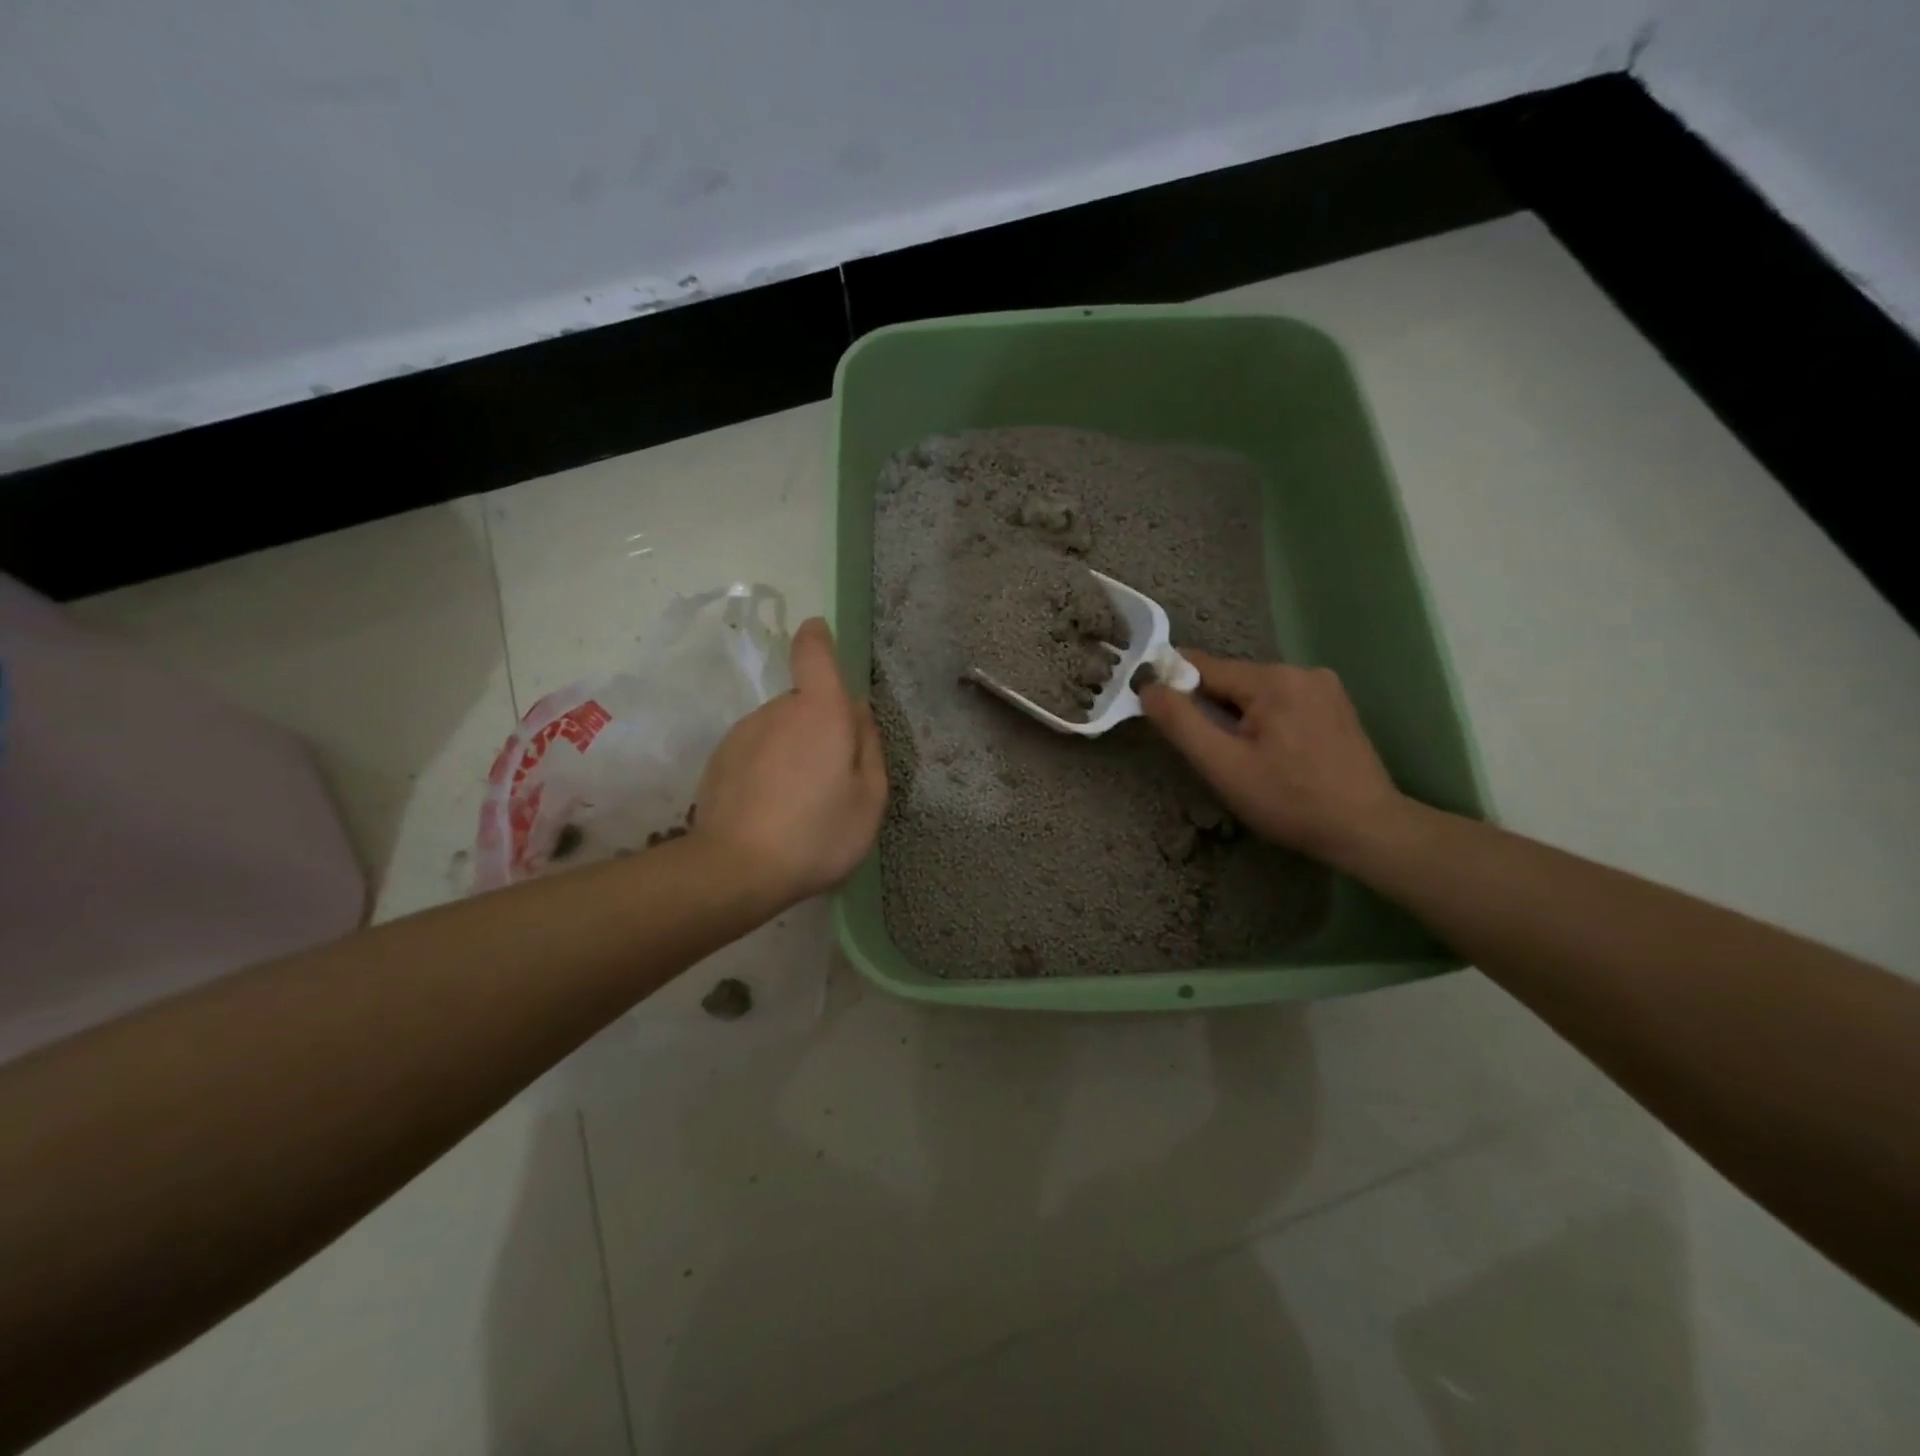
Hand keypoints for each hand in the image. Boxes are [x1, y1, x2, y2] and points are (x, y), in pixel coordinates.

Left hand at [692, 618, 888, 910]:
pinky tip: (771, 810)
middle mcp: (778, 710)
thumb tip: (857, 713)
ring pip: (779, 729)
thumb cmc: (817, 833)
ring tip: (800, 802)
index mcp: (820, 711)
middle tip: (833, 778)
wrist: (735, 869)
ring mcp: (743, 733)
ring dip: (793, 750)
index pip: (814, 652)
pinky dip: (767, 769)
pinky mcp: (719, 759)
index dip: (818, 638)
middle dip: (820, 727)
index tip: (820, 634)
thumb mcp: (870, 798)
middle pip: (804, 702)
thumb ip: (869, 747)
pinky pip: (755, 750)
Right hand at [1139, 653, 1408, 867]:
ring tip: (1242, 759)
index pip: (1203, 666)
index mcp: (1273, 679)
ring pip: (1256, 693)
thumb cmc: (1289, 801)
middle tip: (1208, 753)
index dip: (1174, 686)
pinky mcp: (1336, 706)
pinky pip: (1282, 703)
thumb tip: (1147, 685)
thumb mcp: (1223, 766)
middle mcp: (1301, 670)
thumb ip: (1181, 722)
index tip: (1158, 712)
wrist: (1367, 830)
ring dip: (1238, 717)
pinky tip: (1272, 755)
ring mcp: (1324, 686)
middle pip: (1231, 680)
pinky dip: (1265, 721)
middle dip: (1211, 709)